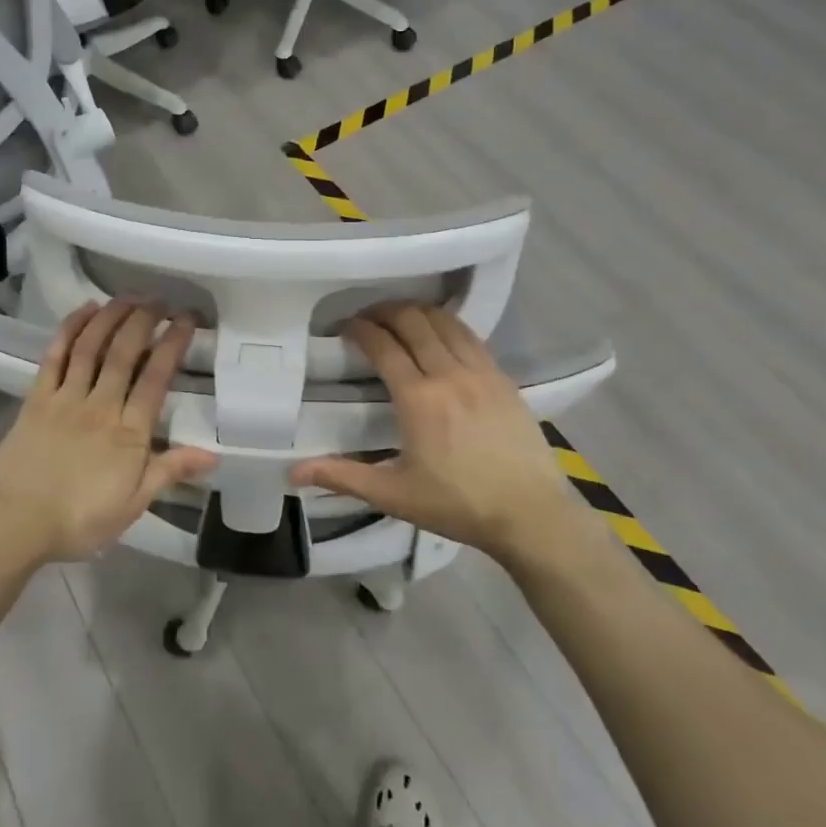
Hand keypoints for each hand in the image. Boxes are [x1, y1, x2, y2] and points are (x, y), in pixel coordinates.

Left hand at [0, 299, 215, 563]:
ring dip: (111, 316)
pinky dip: (70, 329)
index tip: (186, 320)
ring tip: (129, 296)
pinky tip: (84, 310)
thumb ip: (170, 471)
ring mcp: (66, 398)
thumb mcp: (133, 504)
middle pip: (125, 352)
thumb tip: (214, 454)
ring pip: (91, 347)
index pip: (156, 378)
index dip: (172, 344)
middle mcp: (100, 405)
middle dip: (144, 320)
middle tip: (159, 300)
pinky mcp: (36, 398)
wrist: (15, 524)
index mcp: (128, 432)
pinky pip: (55, 356)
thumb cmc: (79, 520)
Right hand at [289, 303, 575, 559]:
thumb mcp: (394, 495)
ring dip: (417, 312)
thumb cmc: (459, 504)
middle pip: (413, 321)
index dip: (360, 329)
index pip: (383, 345)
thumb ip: (343, 477)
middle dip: (385, 311)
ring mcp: (481, 372)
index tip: (345, 327)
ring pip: (445, 322)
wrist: (531, 514)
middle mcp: (449, 374)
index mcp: (418, 398)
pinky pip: (471, 336)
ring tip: (400, 318)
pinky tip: (441, 333)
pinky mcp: (503, 378)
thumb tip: (294, 472)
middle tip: (367, 318)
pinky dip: (449, 324)